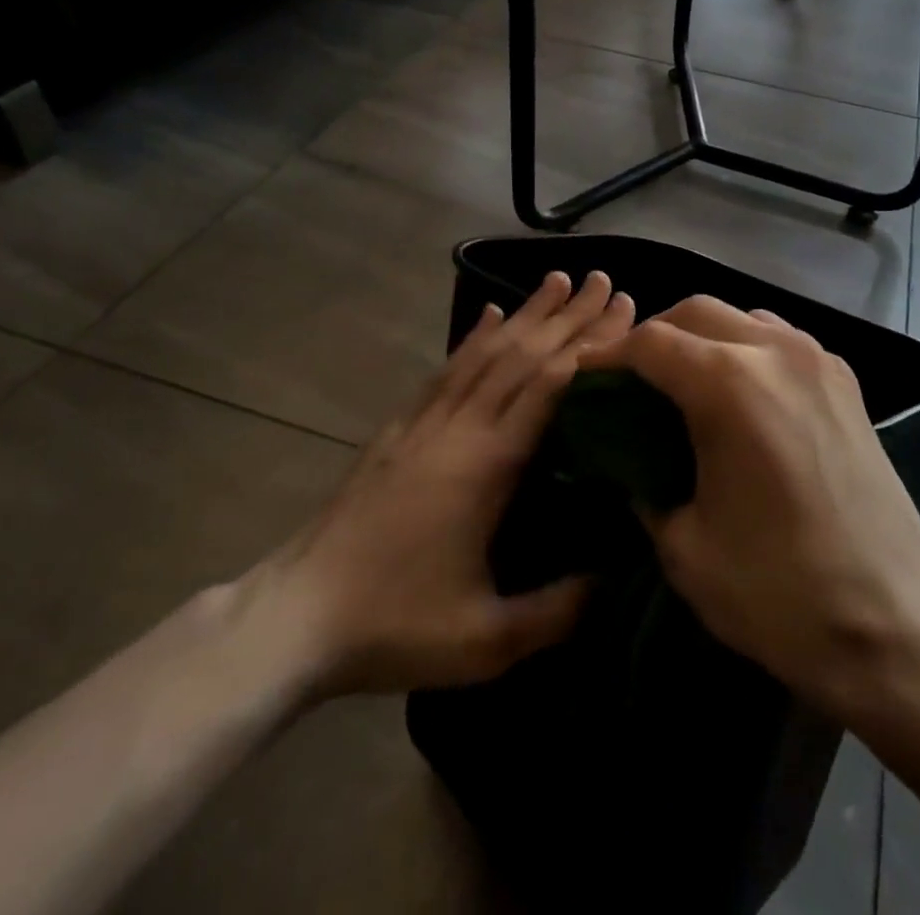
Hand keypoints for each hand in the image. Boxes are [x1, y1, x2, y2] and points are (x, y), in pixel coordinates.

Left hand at [245, 271, 634, 700]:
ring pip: (485, 352)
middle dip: (568, 316)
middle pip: (523, 355)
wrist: (295, 617)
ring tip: (557, 279)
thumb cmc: (396, 625)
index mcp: (487, 464)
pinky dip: (473, 338)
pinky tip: (488, 316)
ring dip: (526, 313)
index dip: (590, 346)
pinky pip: (447, 369)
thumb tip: (616, 576)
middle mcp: (459, 427)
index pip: (549, 386)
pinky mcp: (400, 429)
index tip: (623, 312)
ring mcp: (425, 423)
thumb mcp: (486, 640)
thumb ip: (557, 610)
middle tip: (605, 280)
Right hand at [579, 296, 919, 713]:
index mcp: (730, 384)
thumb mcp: (685, 546)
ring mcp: (818, 360)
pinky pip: (780, 338)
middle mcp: (775, 351)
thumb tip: (629, 462)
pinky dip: (745, 348)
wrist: (895, 624)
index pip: (650, 342)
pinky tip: (740, 395)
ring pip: (741, 316)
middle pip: (695, 311)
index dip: (609, 357)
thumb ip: (644, 486)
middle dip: (654, 336)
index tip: (586, 380)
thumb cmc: (779, 591)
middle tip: (631, 380)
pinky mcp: (846, 381)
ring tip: (683, 383)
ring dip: (702, 337)